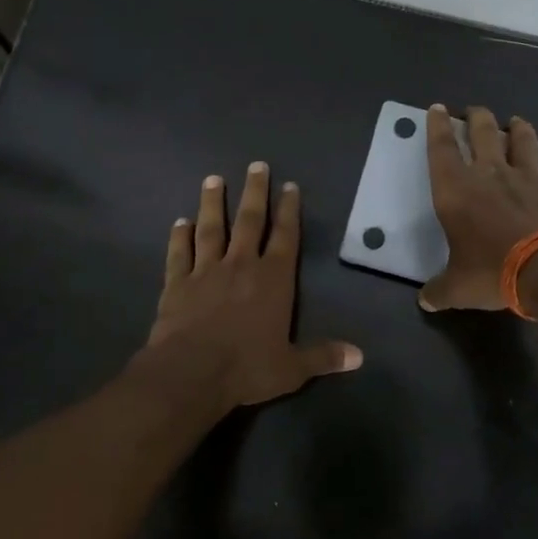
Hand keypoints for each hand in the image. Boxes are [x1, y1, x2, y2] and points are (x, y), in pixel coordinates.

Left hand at [145, 163, 362, 409]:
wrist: (191, 373)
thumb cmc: (246, 368)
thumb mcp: (292, 368)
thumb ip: (323, 356)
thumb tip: (360, 356)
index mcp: (273, 280)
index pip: (286, 237)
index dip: (289, 211)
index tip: (289, 186)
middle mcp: (241, 265)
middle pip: (250, 221)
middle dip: (255, 192)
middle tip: (256, 165)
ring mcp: (206, 271)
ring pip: (211, 229)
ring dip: (213, 203)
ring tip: (214, 179)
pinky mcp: (177, 283)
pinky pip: (179, 253)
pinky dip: (179, 236)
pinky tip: (180, 222)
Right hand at [420, 104, 537, 311]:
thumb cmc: (493, 271)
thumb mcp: (458, 288)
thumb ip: (440, 290)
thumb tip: (426, 301)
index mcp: (457, 190)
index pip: (442, 149)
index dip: (437, 126)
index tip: (437, 108)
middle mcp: (490, 175)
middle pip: (484, 133)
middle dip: (477, 117)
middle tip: (475, 110)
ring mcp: (527, 179)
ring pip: (523, 142)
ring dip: (519, 129)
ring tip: (516, 122)